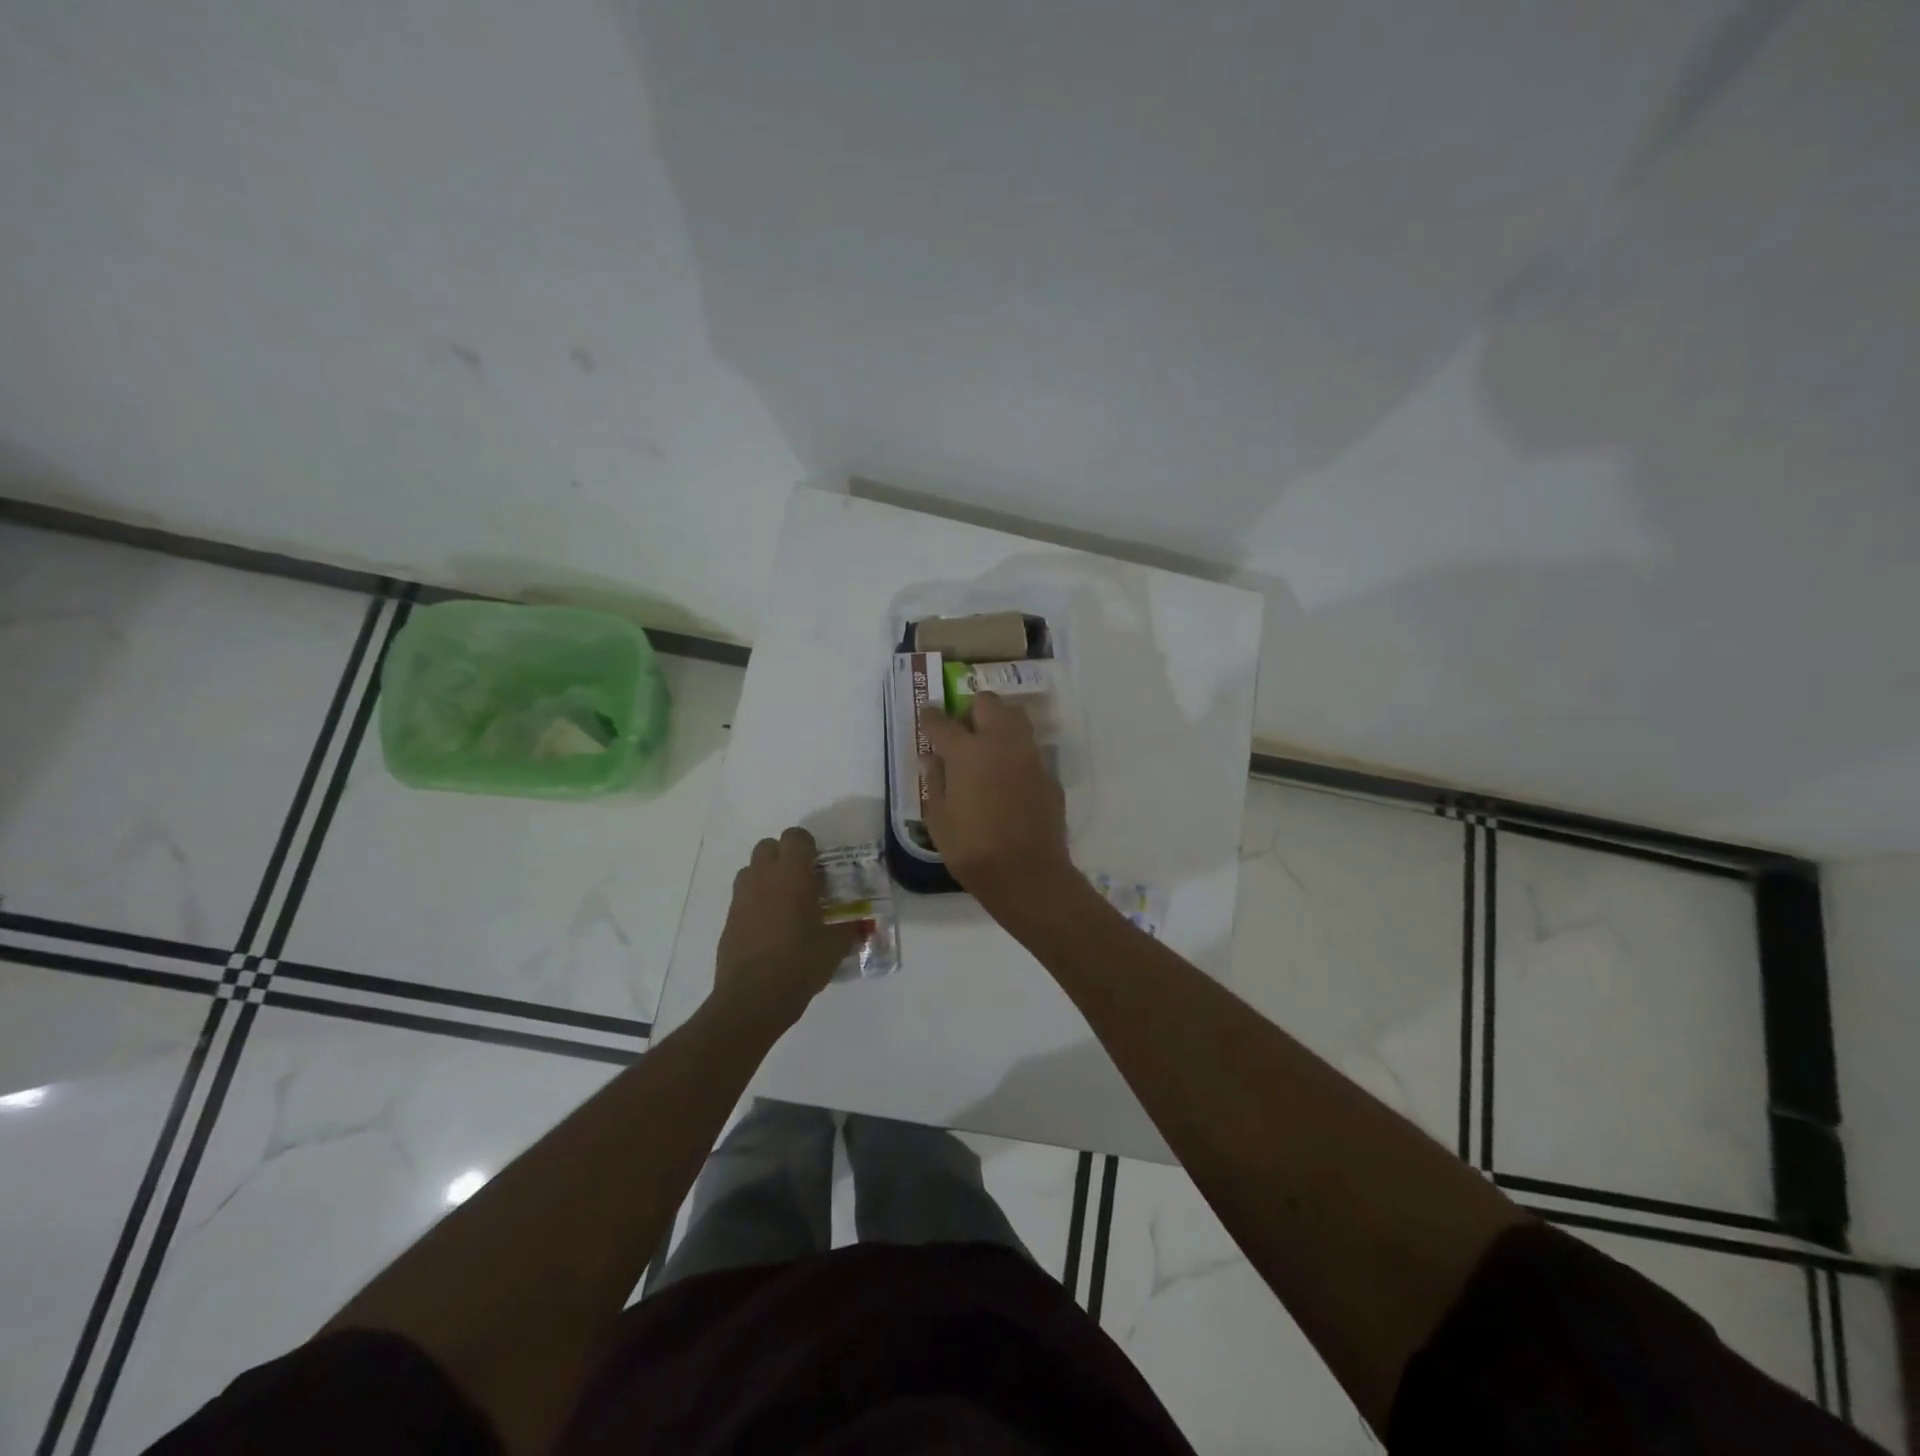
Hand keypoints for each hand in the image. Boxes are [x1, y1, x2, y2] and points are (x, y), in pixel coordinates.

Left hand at [713, 827, 859, 1032]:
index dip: (807, 845)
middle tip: (802, 881)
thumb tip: (860, 926)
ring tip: (784, 903)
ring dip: (766, 877)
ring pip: (750, 870)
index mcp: (792, 875)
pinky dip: (755, 902)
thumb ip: (848, 930)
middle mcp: (764, 878)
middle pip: (768, 846)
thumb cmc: (800, 963)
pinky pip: (742, 898)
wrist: (753, 998)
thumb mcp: (835, 947)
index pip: (795, 837)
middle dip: (783, 856)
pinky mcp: (728, 920)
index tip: (819, 865)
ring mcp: (741, 898)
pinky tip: (769, 928)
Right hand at [919, 692, 1073, 909]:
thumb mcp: (939, 819)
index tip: (926, 716)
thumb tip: (931, 758)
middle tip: (962, 731)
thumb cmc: (972, 850)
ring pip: (1016, 718)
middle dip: (971, 710)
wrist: (1028, 875)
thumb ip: (935, 781)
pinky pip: (1030, 750)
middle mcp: (1001, 743)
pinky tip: (1008, 779)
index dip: (930, 716)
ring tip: (987, 748)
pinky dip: (1016, 754)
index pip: (942, 722)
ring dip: (998, 723)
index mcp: (967, 752)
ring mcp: (1030, 756)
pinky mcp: (1049, 774)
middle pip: (988, 703)